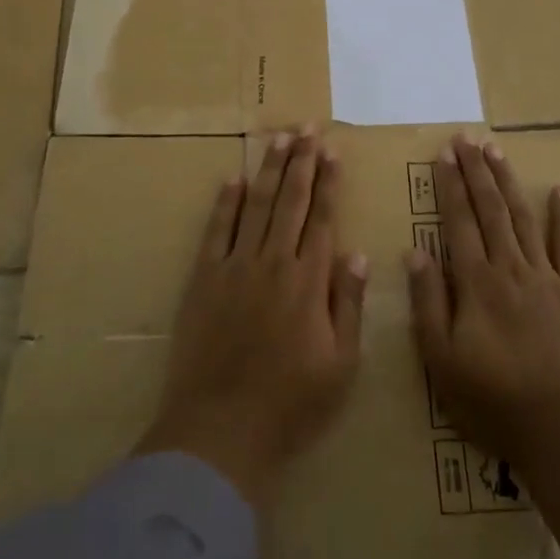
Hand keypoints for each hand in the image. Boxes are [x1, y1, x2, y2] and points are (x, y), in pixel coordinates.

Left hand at [136, 129, 369, 506]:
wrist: (220, 430)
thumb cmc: (291, 404)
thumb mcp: (341, 365)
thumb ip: (348, 304)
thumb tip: (355, 253)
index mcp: (309, 281)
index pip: (322, 218)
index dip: (328, 182)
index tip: (332, 151)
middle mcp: (273, 263)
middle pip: (290, 201)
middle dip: (301, 161)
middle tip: (307, 128)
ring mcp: (235, 267)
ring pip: (256, 206)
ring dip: (268, 170)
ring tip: (278, 138)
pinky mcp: (203, 280)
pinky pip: (216, 231)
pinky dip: (225, 203)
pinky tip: (234, 180)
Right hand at [405, 135, 559, 462]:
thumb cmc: (491, 399)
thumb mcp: (440, 358)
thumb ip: (428, 302)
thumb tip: (414, 251)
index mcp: (476, 282)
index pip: (459, 220)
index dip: (450, 184)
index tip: (444, 153)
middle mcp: (510, 267)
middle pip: (491, 209)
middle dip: (476, 171)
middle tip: (467, 138)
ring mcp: (546, 277)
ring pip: (523, 218)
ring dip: (508, 182)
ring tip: (497, 151)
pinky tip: (559, 190)